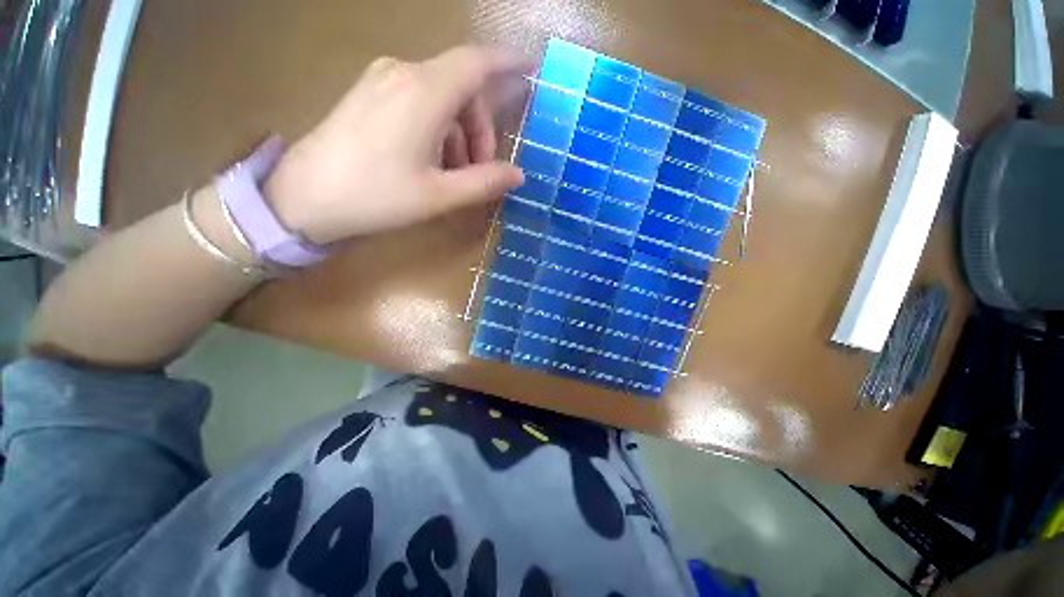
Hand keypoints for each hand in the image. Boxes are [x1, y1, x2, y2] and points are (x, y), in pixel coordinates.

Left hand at [263, 45, 530, 243]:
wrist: (304, 197)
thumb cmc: (376, 196)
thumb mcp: (439, 195)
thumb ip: (484, 182)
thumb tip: (518, 174)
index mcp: (424, 92)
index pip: (477, 62)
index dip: (509, 62)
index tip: (532, 70)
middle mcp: (404, 74)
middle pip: (462, 87)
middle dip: (481, 129)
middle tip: (482, 170)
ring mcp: (383, 81)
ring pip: (442, 97)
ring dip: (460, 134)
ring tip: (455, 174)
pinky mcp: (370, 94)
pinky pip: (419, 102)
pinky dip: (438, 129)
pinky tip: (432, 162)